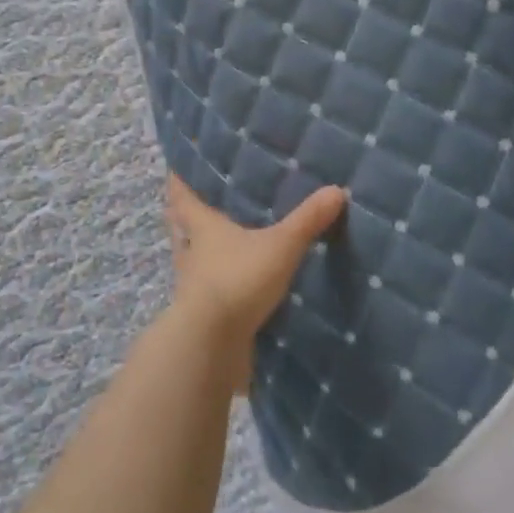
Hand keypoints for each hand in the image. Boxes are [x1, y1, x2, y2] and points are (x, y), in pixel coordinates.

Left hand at [162, 175, 345, 389]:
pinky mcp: (202, 317)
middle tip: (201, 205)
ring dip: (201, 255)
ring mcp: (194, 288)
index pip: (182, 197)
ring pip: (193, 263)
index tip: (176, 166)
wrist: (211, 345)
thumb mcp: (279, 246)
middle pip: (181, 229)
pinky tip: (233, 288)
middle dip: (187, 218)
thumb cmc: (237, 280)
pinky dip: (216, 288)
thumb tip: (337, 190)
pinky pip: (207, 295)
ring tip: (221, 247)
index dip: (179, 181)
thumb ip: (306, 221)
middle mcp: (192, 254)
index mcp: (203, 228)